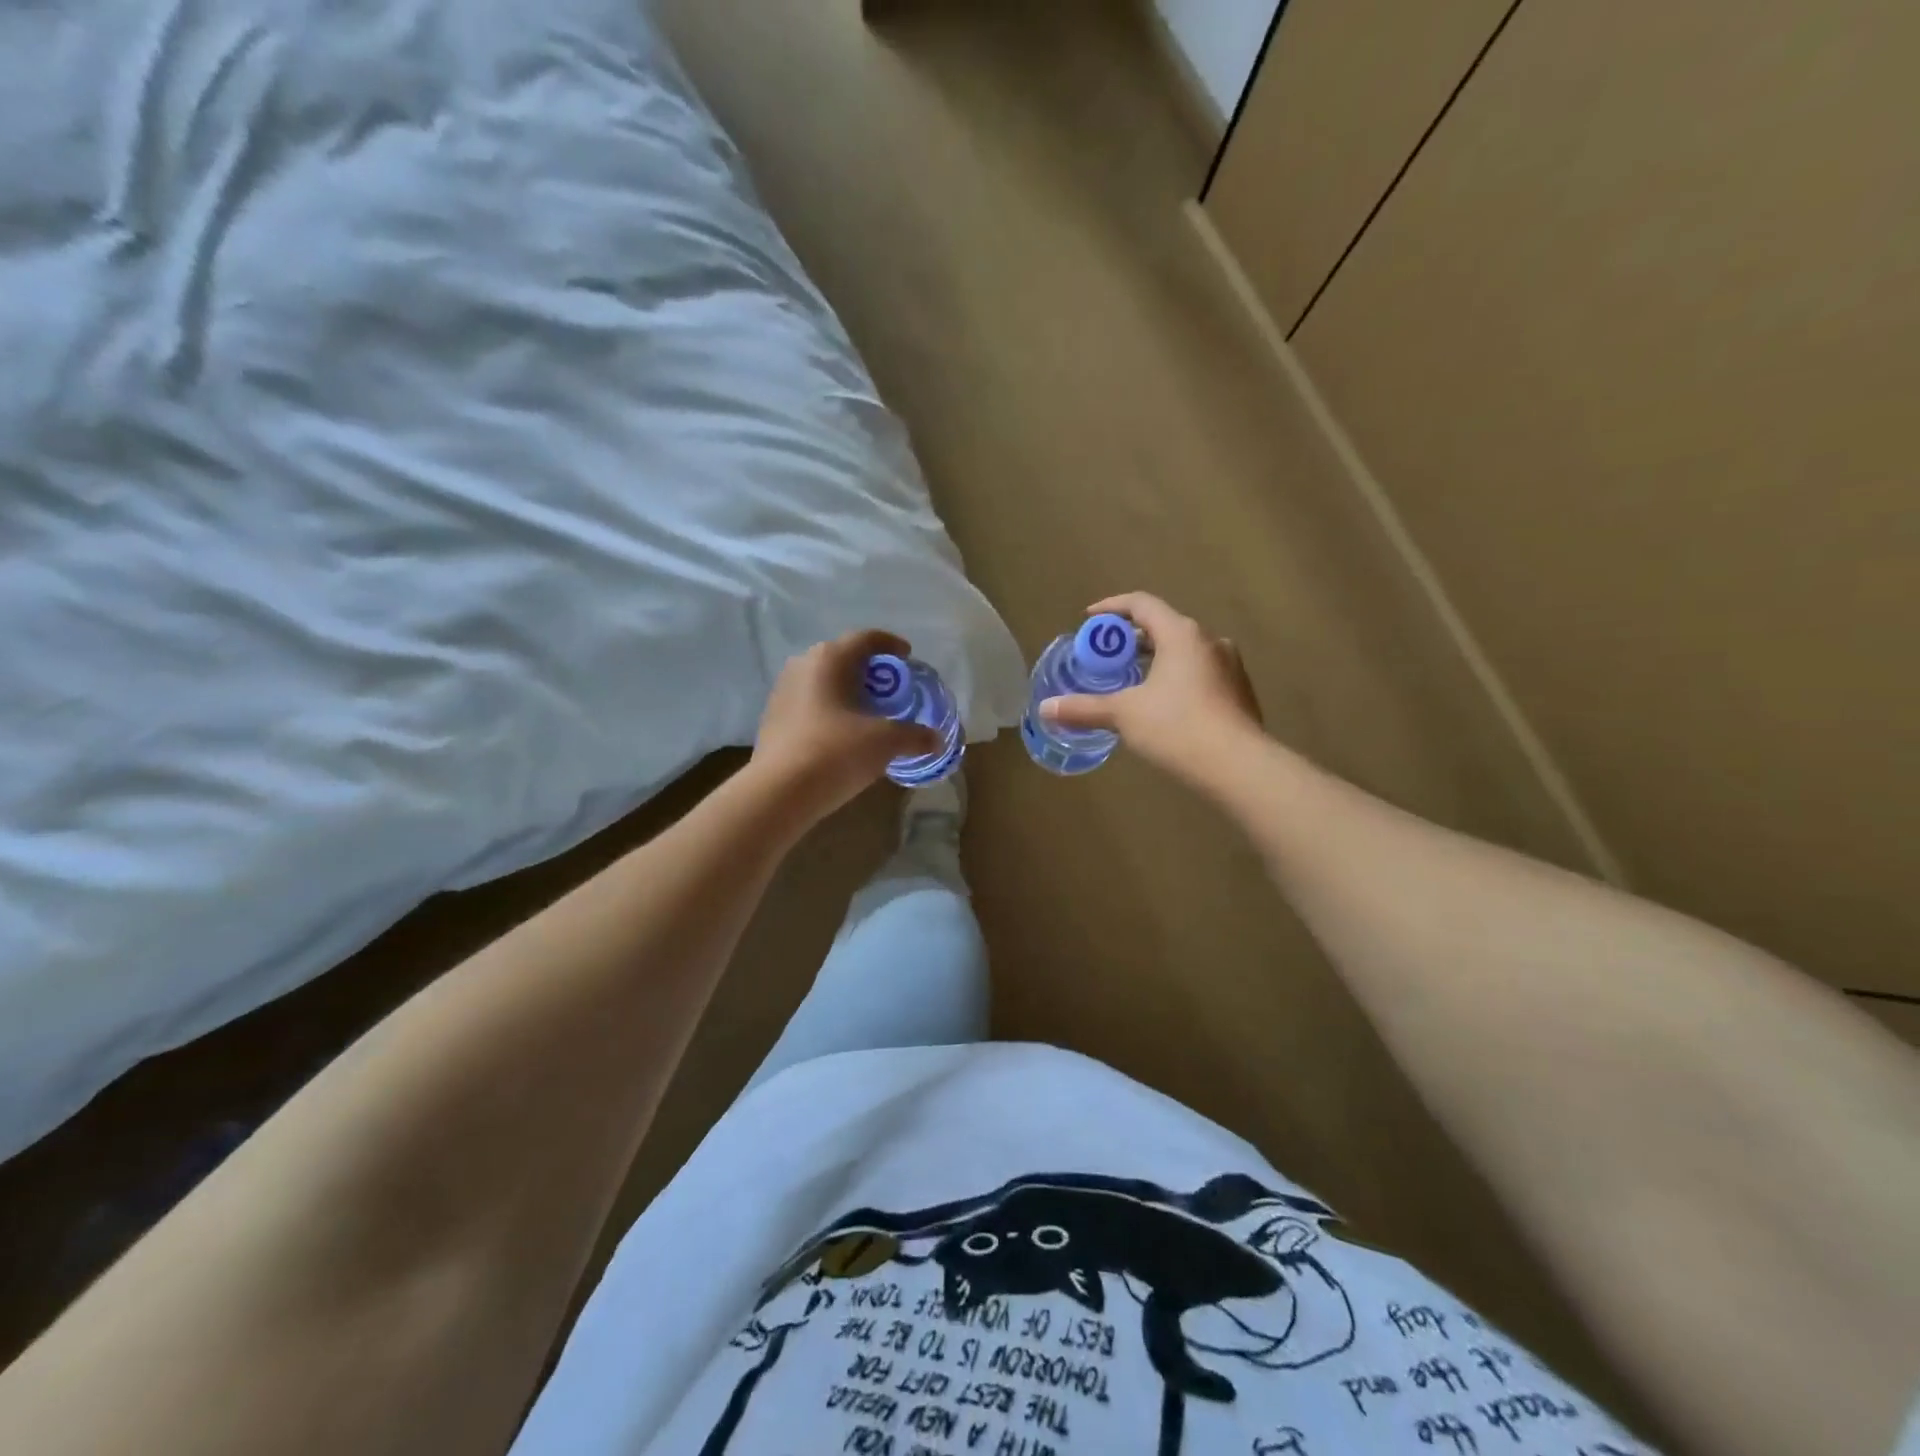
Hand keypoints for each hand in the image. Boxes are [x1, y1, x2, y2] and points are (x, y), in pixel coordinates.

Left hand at [749, 629, 941, 822]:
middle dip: (870, 670)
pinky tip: (842, 733)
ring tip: (868, 712)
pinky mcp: (773, 717)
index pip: (867, 638)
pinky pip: (810, 703)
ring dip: (848, 691)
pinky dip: (830, 710)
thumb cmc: (836, 752)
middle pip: (844, 657)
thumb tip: (936, 740)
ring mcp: (783, 691)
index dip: (891, 645)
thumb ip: (915, 736)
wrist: (779, 791)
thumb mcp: (885, 742)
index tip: (908, 657)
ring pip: (824, 681)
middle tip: (891, 689)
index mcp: (831, 658)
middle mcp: (803, 665)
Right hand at [1039, 593, 1262, 779]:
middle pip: (1164, 626)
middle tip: (1106, 655)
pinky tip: (1164, 704)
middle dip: (1132, 638)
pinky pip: (1201, 673)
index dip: (1111, 607)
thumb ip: (1084, 708)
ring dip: (1156, 659)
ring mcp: (1230, 666)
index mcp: (1181, 634)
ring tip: (1132, 680)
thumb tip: (1045, 709)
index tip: (1089, 619)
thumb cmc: (1177, 727)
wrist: (1238, 766)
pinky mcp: (1240, 692)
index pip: (1142, 604)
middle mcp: (1209, 641)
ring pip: (1185, 651)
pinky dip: (1177, 678)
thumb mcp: (1124, 715)